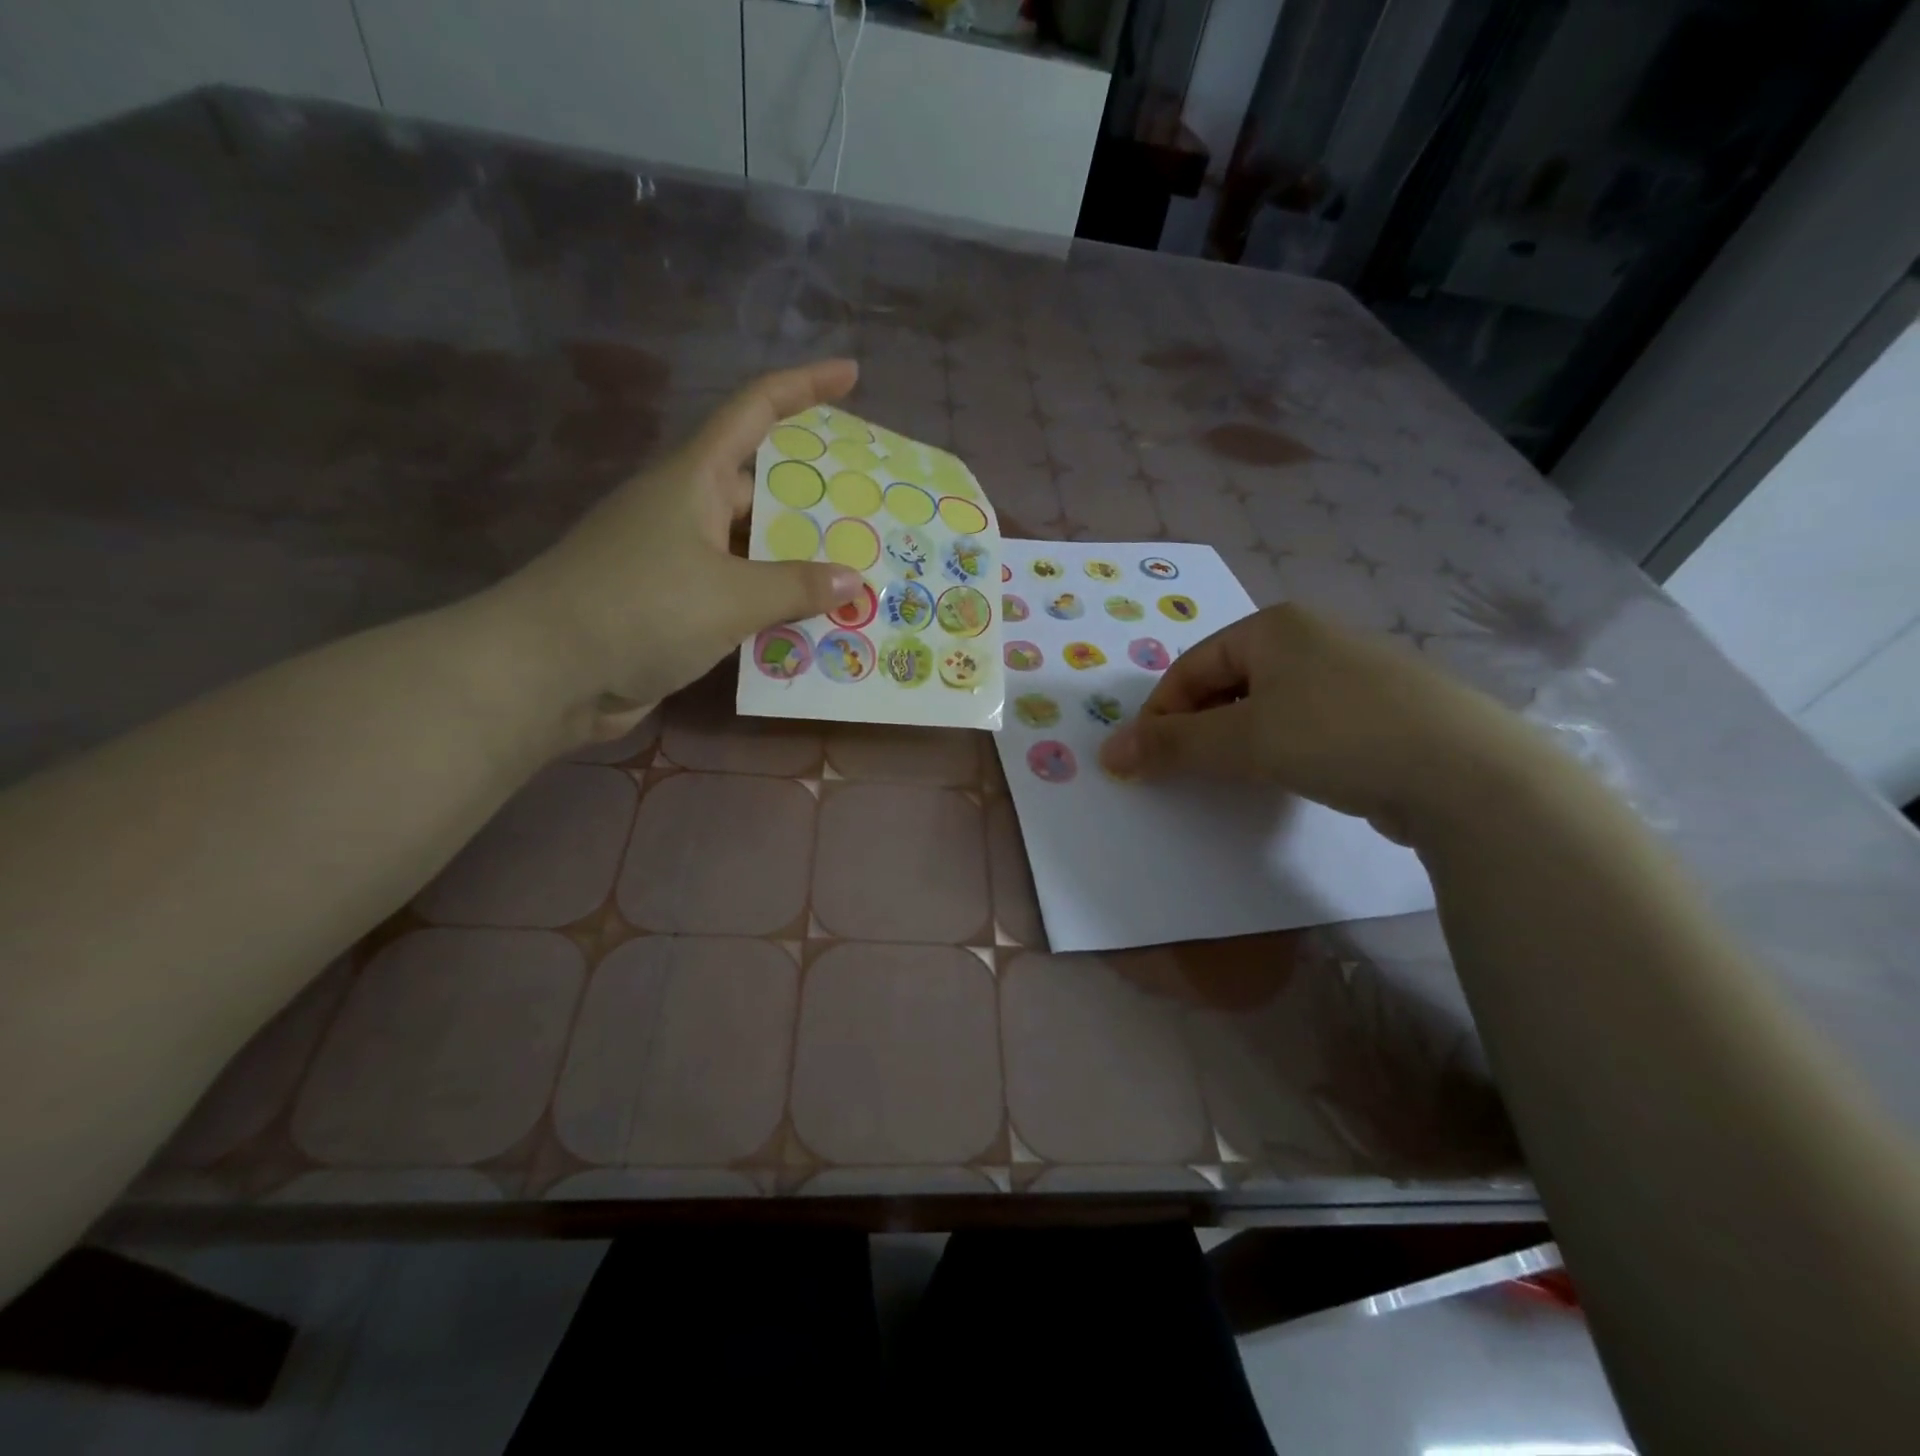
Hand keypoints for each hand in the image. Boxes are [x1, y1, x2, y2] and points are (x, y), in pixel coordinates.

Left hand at [497, 359, 865, 740]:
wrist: (546, 674)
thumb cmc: (639, 609)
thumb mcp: (729, 595)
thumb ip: (795, 587)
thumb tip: (851, 580)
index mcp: (695, 479)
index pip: (755, 410)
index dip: (804, 386)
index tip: (851, 375)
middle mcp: (688, 511)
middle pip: (764, 491)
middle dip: (817, 503)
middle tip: (874, 518)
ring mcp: (679, 561)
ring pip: (754, 552)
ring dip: (799, 568)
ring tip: (859, 581)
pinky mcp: (674, 608)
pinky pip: (739, 597)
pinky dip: (773, 609)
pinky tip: (813, 628)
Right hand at [1098, 604, 1528, 842]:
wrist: (1466, 773)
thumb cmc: (1337, 735)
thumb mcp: (1243, 740)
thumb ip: (1172, 745)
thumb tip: (1108, 753)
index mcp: (1274, 626)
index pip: (1191, 666)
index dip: (1159, 713)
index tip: (1143, 759)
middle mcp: (1311, 637)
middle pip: (1226, 681)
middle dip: (1197, 726)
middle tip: (1182, 769)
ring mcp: (1350, 671)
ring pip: (1266, 703)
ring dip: (1235, 738)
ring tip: (1230, 775)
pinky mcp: (1378, 709)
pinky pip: (1305, 721)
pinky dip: (1279, 746)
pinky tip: (1286, 774)